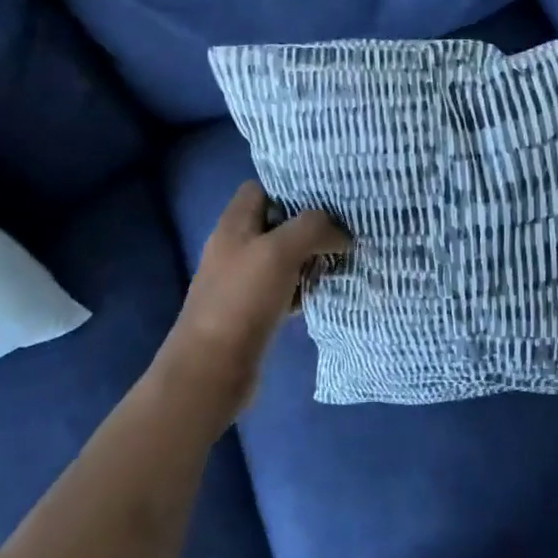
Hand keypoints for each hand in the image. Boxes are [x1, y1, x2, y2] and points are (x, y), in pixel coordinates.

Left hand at [156, 181, 349, 423]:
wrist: (212, 370)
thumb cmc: (241, 301)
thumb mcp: (280, 251)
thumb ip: (313, 228)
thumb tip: (341, 234)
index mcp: (234, 224)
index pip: (261, 188)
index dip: (291, 187)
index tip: (327, 195)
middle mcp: (236, 247)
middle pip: (277, 223)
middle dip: (309, 225)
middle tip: (345, 227)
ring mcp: (243, 281)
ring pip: (283, 257)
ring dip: (310, 257)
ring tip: (344, 257)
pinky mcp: (253, 311)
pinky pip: (284, 288)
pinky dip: (304, 287)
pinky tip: (325, 291)